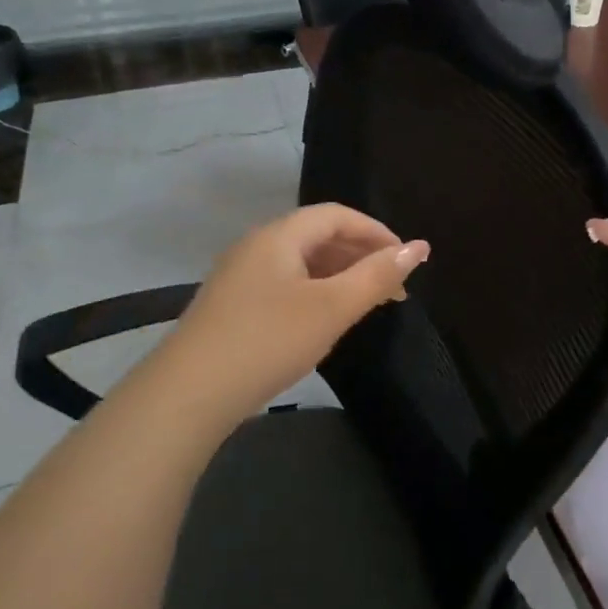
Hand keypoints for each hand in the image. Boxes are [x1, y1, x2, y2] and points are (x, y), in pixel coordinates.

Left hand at [148, 204, 428, 424]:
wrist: (189, 393)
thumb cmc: (268, 340)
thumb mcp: (331, 308)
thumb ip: (376, 276)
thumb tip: (419, 248)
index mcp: (279, 235)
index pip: (337, 215)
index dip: (377, 232)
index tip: (406, 262)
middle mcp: (257, 246)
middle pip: (319, 235)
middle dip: (361, 255)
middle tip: (393, 289)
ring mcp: (240, 276)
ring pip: (301, 263)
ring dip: (339, 276)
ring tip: (366, 305)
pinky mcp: (232, 305)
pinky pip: (284, 284)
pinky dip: (315, 293)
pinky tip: (324, 322)